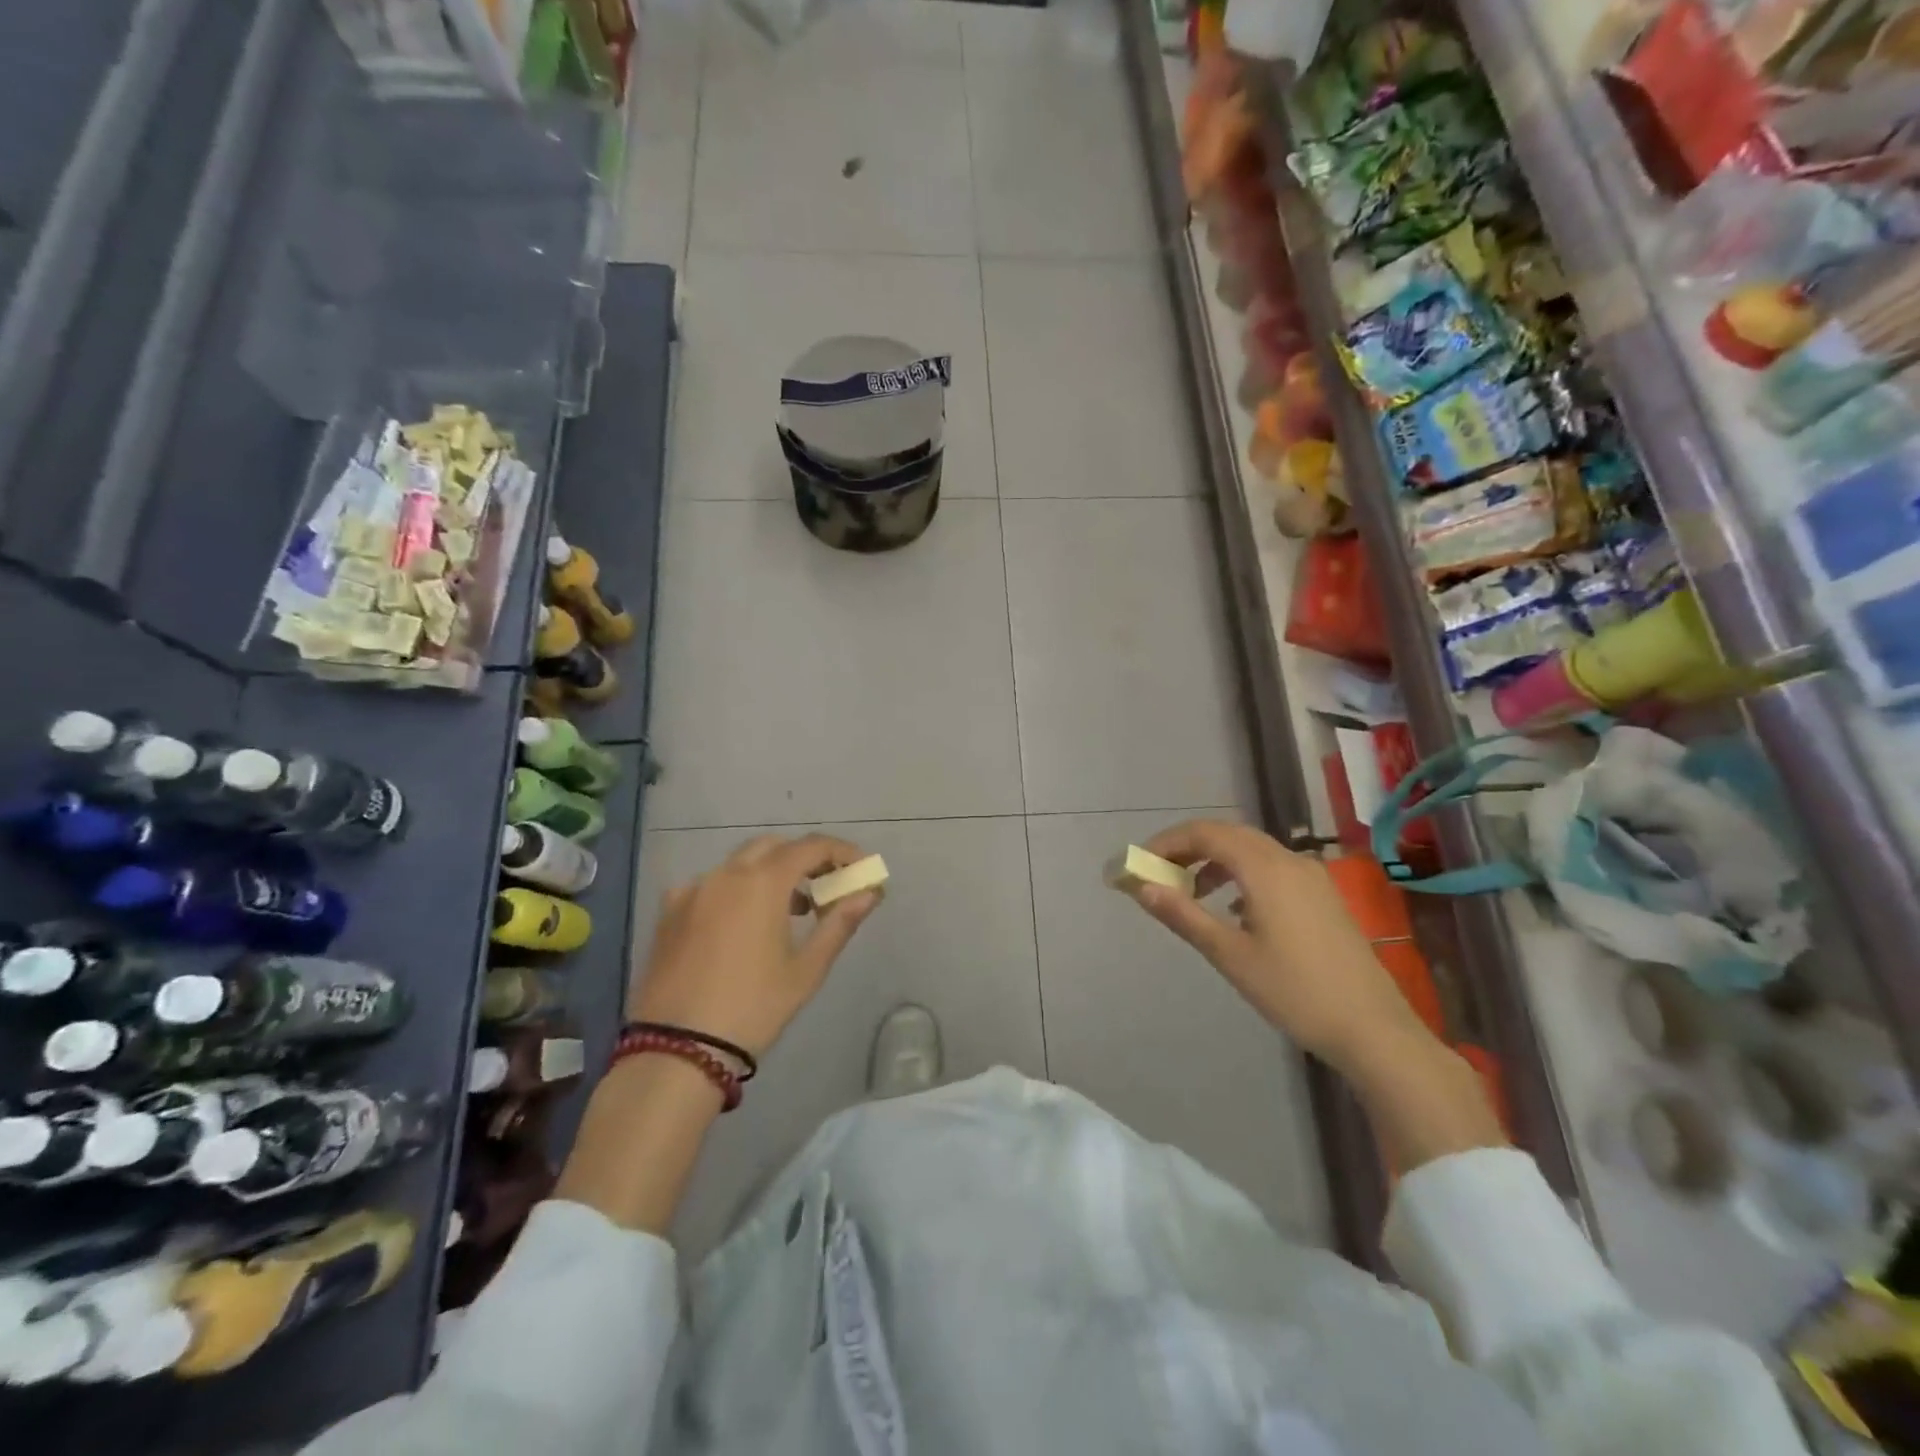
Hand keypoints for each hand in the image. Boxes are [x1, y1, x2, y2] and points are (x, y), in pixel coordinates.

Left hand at [629, 834, 881, 1057]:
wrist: (678, 1050)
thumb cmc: (754, 1007)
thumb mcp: (806, 969)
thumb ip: (839, 922)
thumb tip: (870, 892)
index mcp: (762, 882)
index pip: (811, 846)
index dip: (842, 851)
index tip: (862, 868)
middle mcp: (725, 874)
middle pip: (773, 847)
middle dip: (804, 858)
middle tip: (826, 886)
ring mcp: (692, 891)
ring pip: (739, 864)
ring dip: (770, 873)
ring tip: (790, 910)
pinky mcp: (668, 913)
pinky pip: (709, 885)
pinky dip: (734, 891)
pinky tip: (740, 923)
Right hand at [1121, 820, 1433, 1068]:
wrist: (1372, 1028)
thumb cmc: (1294, 991)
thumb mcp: (1230, 955)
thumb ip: (1184, 915)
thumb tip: (1142, 887)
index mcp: (1265, 868)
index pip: (1205, 833)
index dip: (1166, 842)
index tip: (1138, 864)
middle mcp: (1289, 860)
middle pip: (1228, 834)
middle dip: (1188, 848)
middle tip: (1157, 873)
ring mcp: (1311, 877)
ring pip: (1251, 849)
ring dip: (1214, 860)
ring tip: (1188, 892)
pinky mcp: (1322, 896)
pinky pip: (1271, 867)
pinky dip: (1240, 874)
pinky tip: (1232, 909)